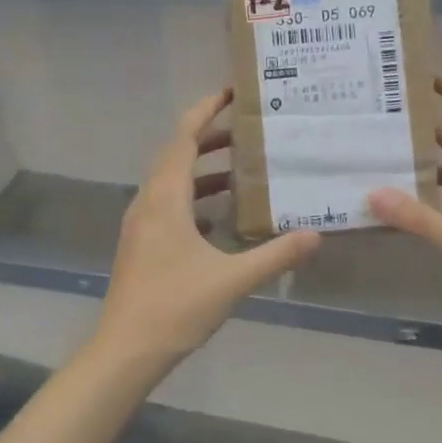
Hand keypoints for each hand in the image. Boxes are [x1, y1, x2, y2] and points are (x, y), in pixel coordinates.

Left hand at [96, 90, 322, 366]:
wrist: (125, 350)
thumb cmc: (175, 307)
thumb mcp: (233, 280)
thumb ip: (275, 255)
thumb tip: (316, 235)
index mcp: (165, 199)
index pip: (183, 138)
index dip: (205, 110)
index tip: (230, 92)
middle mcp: (148, 203)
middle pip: (176, 155)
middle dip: (209, 137)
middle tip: (247, 130)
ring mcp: (141, 225)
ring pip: (171, 182)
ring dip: (202, 170)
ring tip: (240, 170)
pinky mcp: (141, 245)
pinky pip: (168, 207)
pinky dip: (194, 200)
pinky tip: (220, 218)